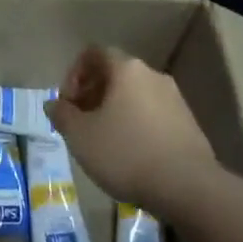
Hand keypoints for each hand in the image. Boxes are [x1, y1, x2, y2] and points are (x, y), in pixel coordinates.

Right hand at [45, 47, 220, 215]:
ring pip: (134, 95)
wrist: (188, 187)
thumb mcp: (80, 136)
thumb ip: (62, 115)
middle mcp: (153, 75)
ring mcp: (174, 99)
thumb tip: (54, 104)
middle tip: (80, 123)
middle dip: (91, 94)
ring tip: (102, 141)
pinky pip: (152, 114)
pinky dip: (135, 124)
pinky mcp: (188, 123)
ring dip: (113, 110)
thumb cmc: (125, 153)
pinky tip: (129, 154)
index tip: (67, 103)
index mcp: (126, 69)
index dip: (73, 74)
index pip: (93, 53)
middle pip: (114, 74)